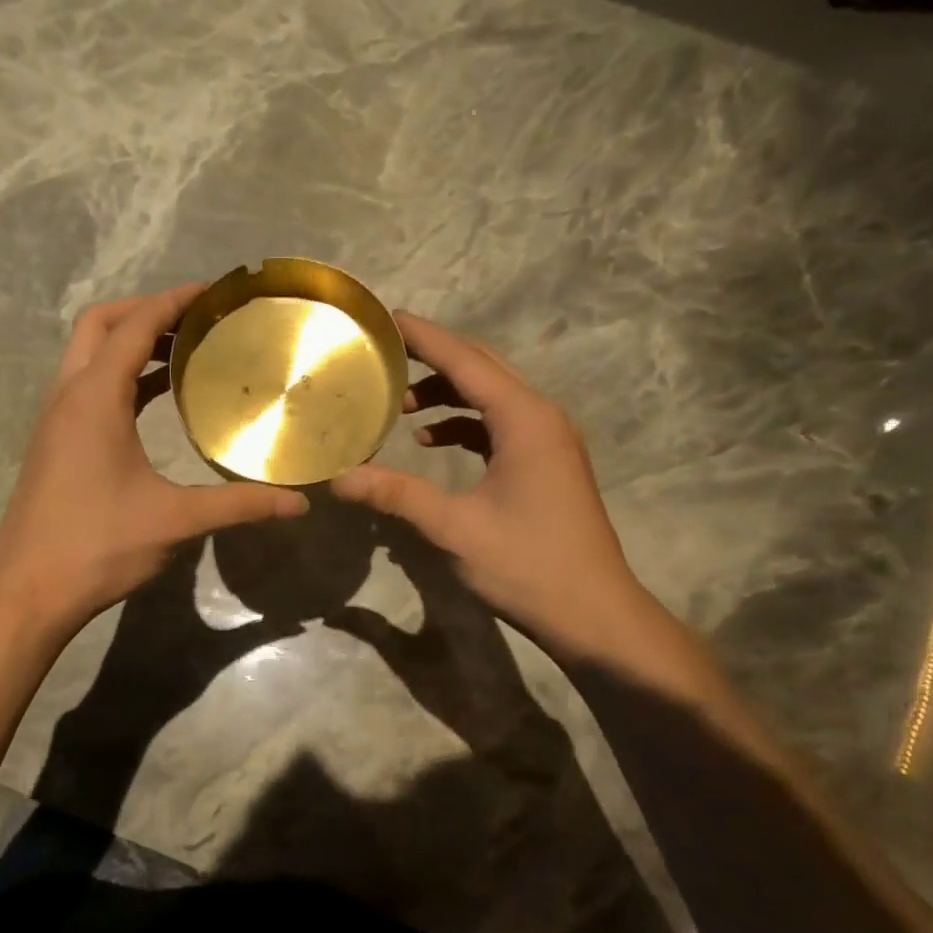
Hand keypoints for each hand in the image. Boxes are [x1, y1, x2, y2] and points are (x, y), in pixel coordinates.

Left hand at [0, 285, 308, 637]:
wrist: (28, 590)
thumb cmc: (99, 546)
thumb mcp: (175, 521)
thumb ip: (238, 505)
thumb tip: (297, 504)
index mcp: (94, 398)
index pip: (134, 326)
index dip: (174, 301)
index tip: (214, 292)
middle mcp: (68, 397)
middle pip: (100, 325)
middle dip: (145, 312)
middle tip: (195, 322)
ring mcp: (55, 421)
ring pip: (88, 357)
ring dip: (129, 345)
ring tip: (183, 354)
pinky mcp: (54, 445)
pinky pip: (86, 388)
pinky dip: (119, 378)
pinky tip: (152, 403)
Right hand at [331, 312, 650, 660]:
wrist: (593, 613)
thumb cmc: (527, 566)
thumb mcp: (455, 528)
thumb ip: (397, 495)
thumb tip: (339, 478)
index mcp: (524, 420)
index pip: (466, 361)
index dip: (424, 337)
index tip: (386, 318)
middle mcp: (541, 418)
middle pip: (482, 369)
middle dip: (433, 359)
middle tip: (384, 354)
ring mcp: (549, 442)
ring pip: (492, 398)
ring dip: (448, 394)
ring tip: (398, 405)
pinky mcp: (547, 465)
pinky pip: (500, 426)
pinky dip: (465, 424)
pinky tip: (432, 441)